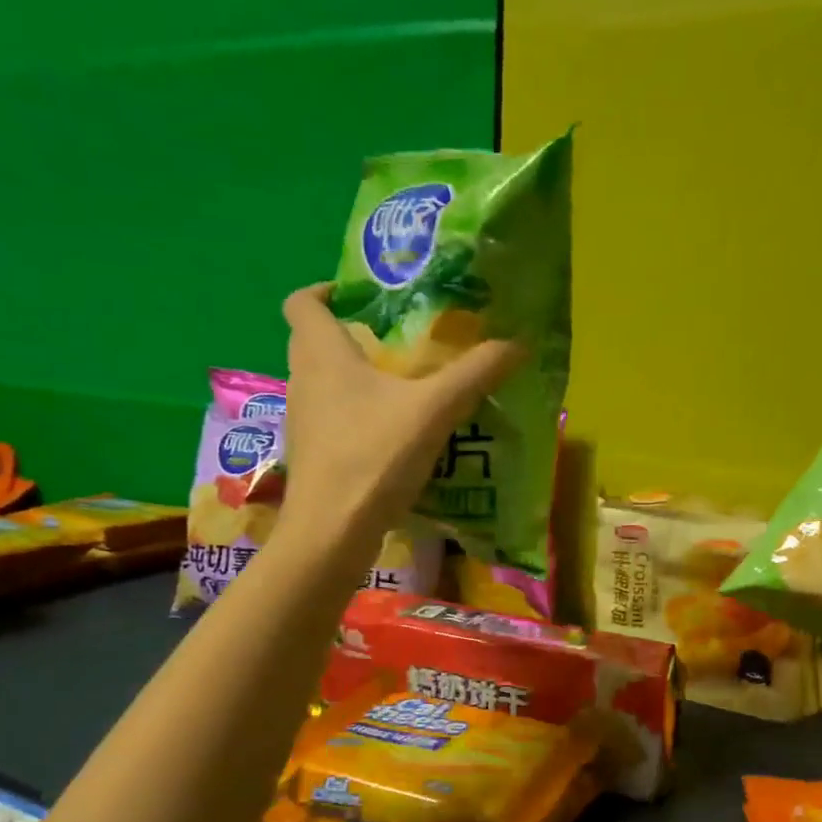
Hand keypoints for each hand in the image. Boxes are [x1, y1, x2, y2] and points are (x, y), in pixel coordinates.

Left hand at [281, 285, 523, 537]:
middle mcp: (303, 380)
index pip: (303, 301)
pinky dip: (358, 416)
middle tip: (398, 340)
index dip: (326, 289)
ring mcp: (303, 421)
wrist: (332, 533)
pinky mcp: (313, 456)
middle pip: (314, 341)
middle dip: (351, 334)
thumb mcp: (435, 409)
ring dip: (356, 378)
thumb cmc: (374, 456)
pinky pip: (333, 419)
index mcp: (321, 353)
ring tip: (405, 387)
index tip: (362, 296)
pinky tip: (395, 435)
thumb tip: (519, 342)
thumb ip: (476, 373)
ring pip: (324, 383)